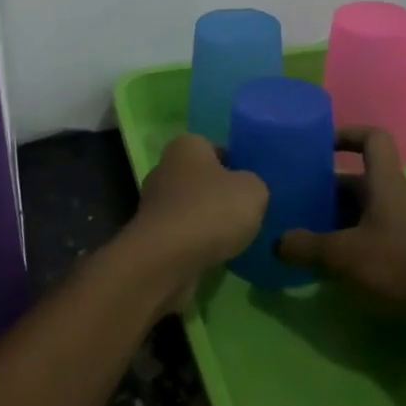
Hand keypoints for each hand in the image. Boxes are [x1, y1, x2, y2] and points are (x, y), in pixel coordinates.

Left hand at [123, 133, 267, 293]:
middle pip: (201, 178)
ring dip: (209, 220)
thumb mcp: (253, 190)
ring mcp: (154, 203)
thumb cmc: (211, 210)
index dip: (235, 163)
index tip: (252, 184)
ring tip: (236, 237)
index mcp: (186, 146)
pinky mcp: (152, 235)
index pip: (215, 147)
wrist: (167, 259)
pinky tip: (217, 254)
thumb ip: (253, 183)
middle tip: (247, 210)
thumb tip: (246, 189)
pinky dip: (197, 242)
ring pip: (191, 207)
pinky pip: (183, 233)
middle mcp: (164, 168)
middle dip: (220, 193)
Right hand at [277, 128, 405, 325]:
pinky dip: (344, 245)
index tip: (317, 146)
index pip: (372, 138)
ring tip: (298, 233)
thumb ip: (306, 246)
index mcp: (383, 183)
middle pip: (355, 180)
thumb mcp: (344, 254)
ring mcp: (398, 227)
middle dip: (323, 188)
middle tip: (291, 200)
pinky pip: (365, 238)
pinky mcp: (402, 255)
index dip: (346, 134)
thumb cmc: (401, 265)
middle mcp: (391, 198)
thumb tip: (276, 243)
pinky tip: (322, 265)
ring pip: (358, 212)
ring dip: (330, 219)